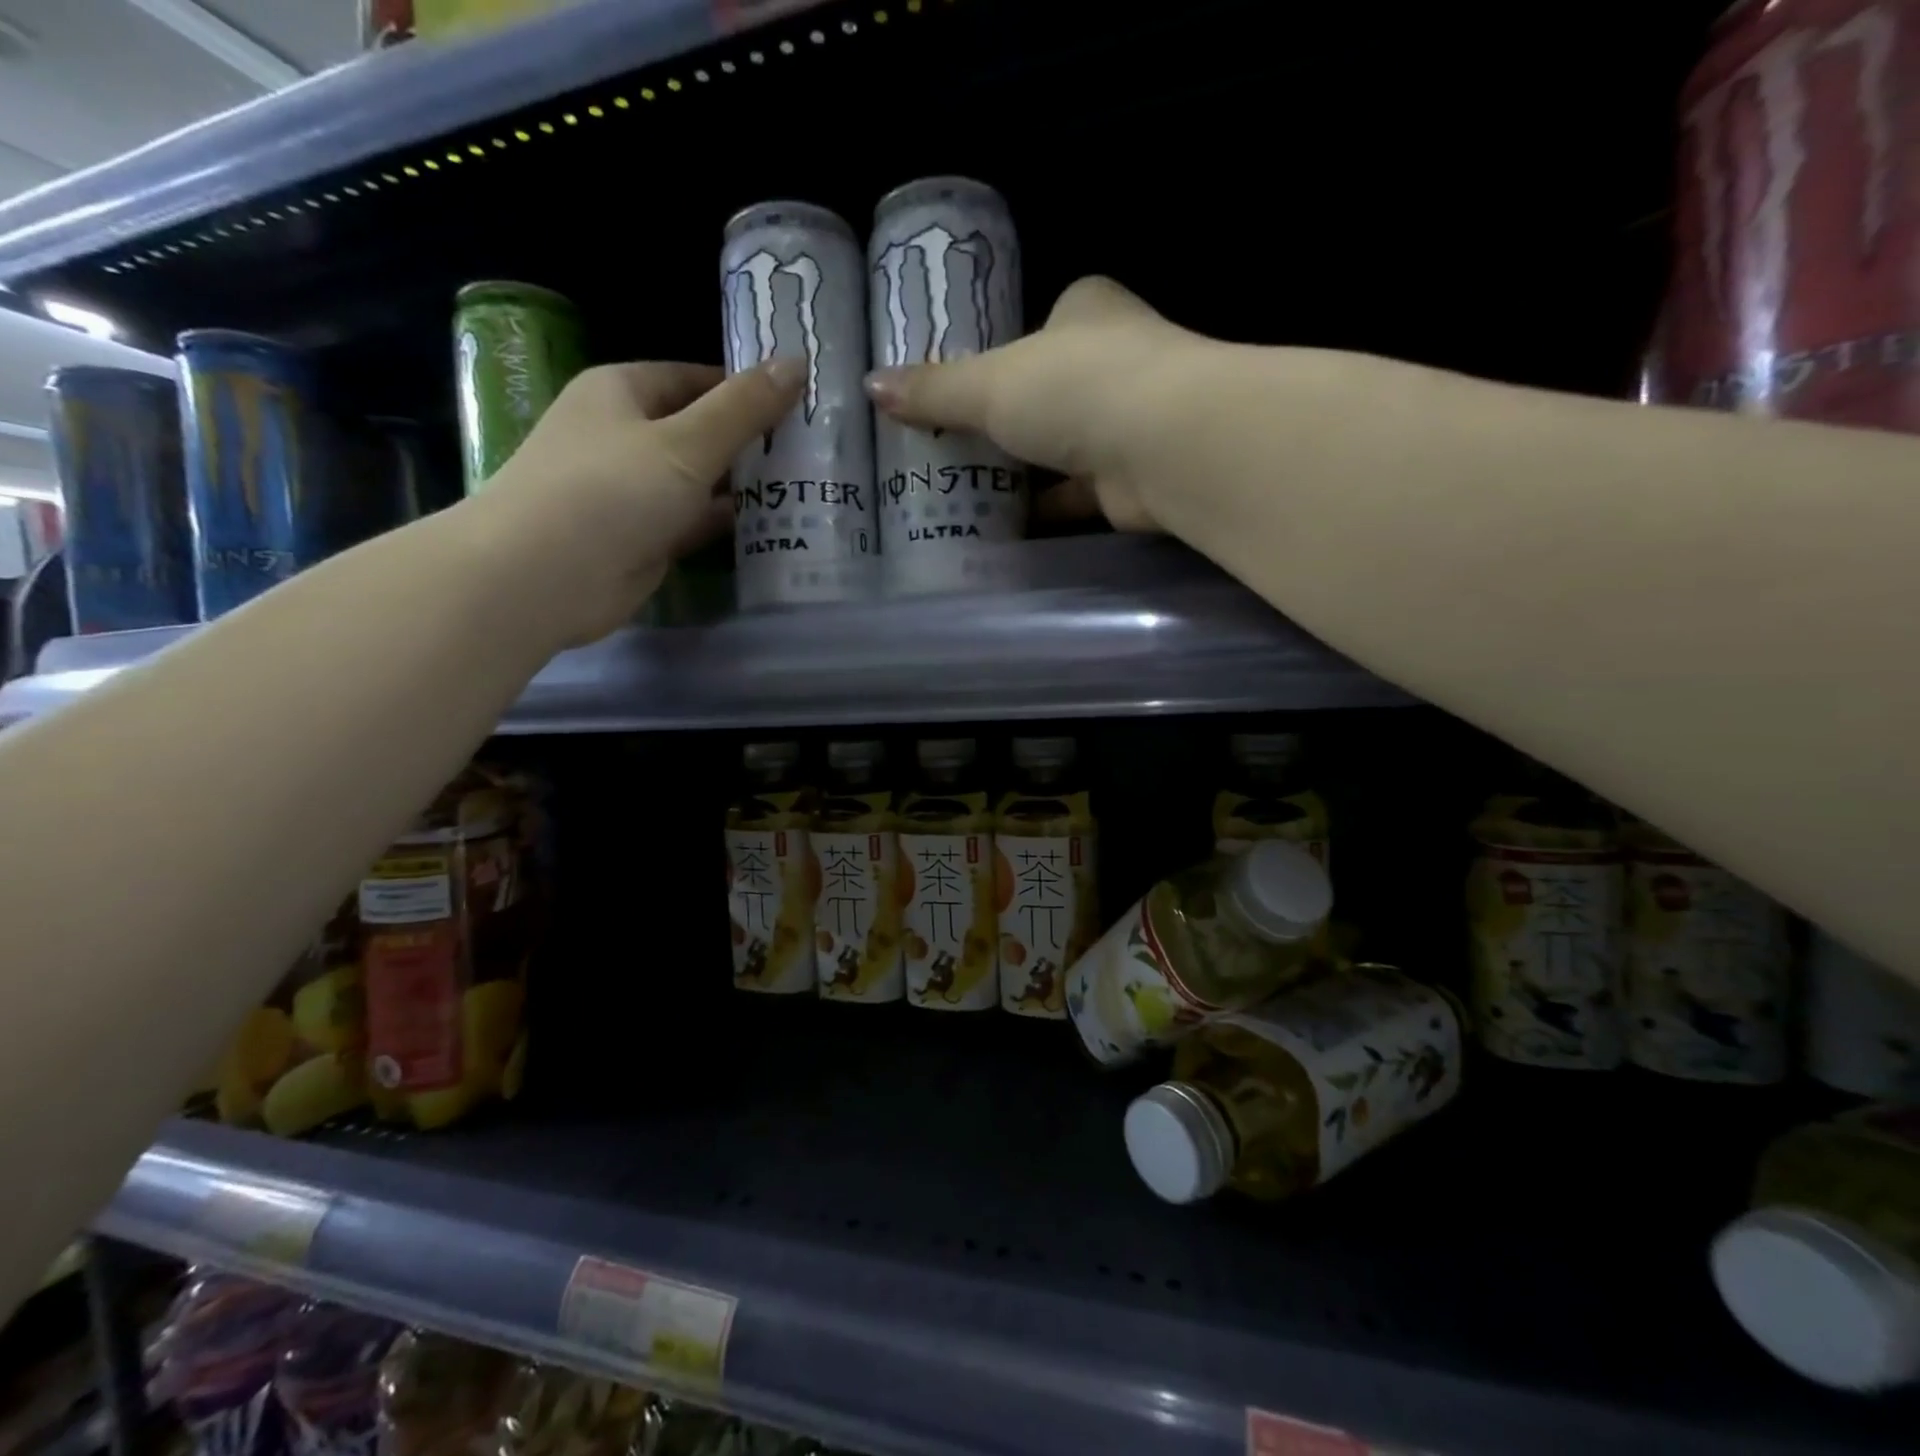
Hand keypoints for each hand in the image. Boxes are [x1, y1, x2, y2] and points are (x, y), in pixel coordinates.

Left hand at [474, 358, 801, 642]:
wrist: (543, 576)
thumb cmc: (610, 490)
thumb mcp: (687, 441)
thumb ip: (744, 408)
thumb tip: (798, 361)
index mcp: (623, 392)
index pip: (696, 379)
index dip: (747, 390)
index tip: (802, 406)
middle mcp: (626, 436)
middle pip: (701, 431)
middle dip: (753, 441)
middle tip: (816, 451)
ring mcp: (634, 491)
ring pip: (701, 480)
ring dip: (745, 486)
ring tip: (809, 487)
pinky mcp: (644, 537)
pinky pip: (695, 522)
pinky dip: (728, 523)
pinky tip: (776, 526)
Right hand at [864, 277, 1195, 531]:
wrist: (1165, 449)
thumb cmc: (1076, 388)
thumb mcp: (990, 383)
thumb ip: (936, 389)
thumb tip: (871, 386)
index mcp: (1085, 313)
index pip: (1036, 326)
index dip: (996, 353)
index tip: (955, 386)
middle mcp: (1112, 363)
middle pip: (1044, 392)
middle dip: (1002, 421)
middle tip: (943, 446)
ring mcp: (1124, 424)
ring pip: (1059, 448)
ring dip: (1019, 471)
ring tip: (958, 490)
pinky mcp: (1126, 481)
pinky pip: (1071, 496)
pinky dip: (1039, 510)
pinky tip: (997, 526)